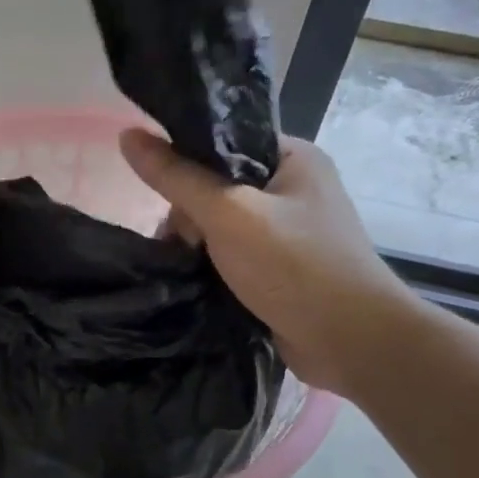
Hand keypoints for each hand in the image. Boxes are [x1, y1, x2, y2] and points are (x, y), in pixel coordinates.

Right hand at [118, 130, 419, 400]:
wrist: (351, 341)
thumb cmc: (294, 266)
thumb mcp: (228, 213)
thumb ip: (176, 177)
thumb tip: (127, 136)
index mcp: (292, 157)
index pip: (224, 142)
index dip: (186, 163)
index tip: (164, 196)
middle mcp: (294, 189)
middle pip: (217, 186)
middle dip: (190, 216)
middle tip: (184, 244)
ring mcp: (290, 233)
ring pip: (222, 226)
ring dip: (199, 247)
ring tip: (185, 267)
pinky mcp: (282, 270)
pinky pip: (234, 258)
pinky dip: (214, 268)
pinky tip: (196, 282)